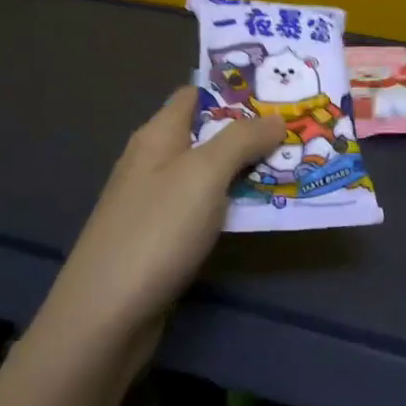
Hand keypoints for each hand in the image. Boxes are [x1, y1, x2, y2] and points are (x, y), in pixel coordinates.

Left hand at [52, 88, 282, 340]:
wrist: (105, 316)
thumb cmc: (156, 231)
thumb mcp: (204, 174)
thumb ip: (241, 140)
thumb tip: (276, 118)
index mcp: (158, 135)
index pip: (196, 94)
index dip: (235, 89)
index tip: (279, 91)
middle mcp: (154, 161)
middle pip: (207, 134)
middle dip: (251, 132)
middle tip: (300, 130)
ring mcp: (156, 202)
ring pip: (210, 174)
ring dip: (247, 170)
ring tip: (295, 166)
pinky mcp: (161, 239)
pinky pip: (205, 208)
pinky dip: (233, 204)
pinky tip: (263, 211)